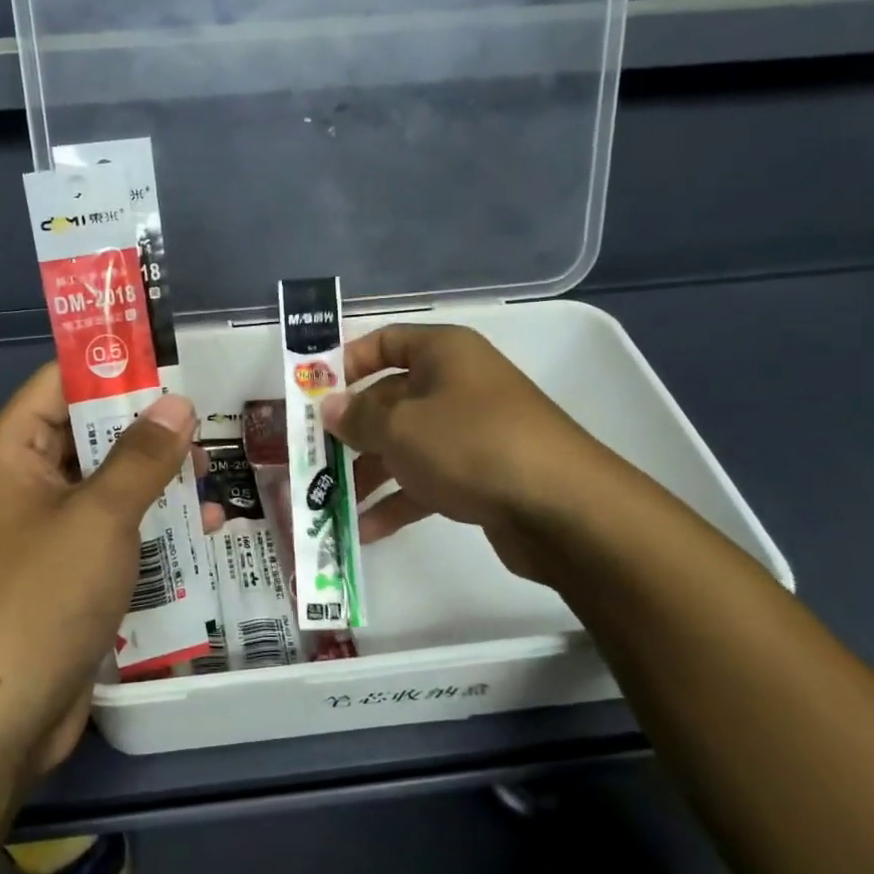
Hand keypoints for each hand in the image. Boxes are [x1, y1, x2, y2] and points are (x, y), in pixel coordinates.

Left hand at [0, 364, 215, 777]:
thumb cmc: (40, 597)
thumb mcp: (100, 516)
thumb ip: (142, 456)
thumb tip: (178, 402)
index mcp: (13, 452)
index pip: (61, 383)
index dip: (114, 365)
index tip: (172, 361)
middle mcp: (25, 483)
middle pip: (90, 434)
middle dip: (148, 429)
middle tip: (208, 422)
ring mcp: (46, 532)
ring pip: (108, 485)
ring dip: (157, 481)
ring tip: (214, 473)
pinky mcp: (67, 574)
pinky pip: (112, 532)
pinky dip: (151, 526)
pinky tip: (203, 529)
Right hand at [321, 323, 625, 581]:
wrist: (563, 509)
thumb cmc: (472, 445)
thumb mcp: (401, 427)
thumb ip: (357, 416)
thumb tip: (328, 407)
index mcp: (443, 353)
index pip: (384, 342)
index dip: (345, 363)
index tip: (311, 394)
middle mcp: (456, 385)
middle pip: (389, 399)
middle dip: (349, 430)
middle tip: (310, 456)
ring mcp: (470, 432)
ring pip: (404, 444)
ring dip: (366, 472)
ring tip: (328, 501)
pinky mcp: (480, 475)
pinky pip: (426, 480)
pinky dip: (397, 501)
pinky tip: (365, 530)